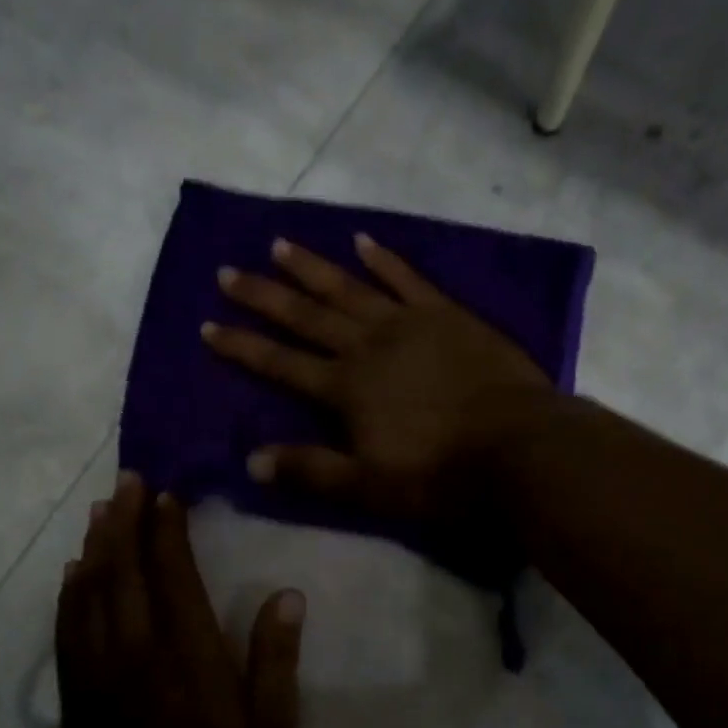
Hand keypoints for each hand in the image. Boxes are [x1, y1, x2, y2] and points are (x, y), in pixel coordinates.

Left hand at [56, 474, 303, 727]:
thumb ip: (276, 664)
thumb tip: (286, 596)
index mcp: (187, 664)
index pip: (174, 578)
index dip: (169, 533)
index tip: (169, 496)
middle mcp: (134, 658)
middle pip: (122, 574)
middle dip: (125, 522)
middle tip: (129, 482)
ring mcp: (96, 678)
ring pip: (87, 595)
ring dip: (95, 547)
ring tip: (102, 510)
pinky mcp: (74, 700)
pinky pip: (66, 629)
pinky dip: (69, 592)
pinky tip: (73, 573)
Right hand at [201, 232, 549, 523]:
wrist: (520, 447)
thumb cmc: (442, 475)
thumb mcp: (369, 487)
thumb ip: (311, 471)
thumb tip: (250, 461)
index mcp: (346, 389)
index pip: (280, 363)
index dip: (242, 346)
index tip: (208, 325)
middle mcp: (368, 346)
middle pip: (306, 316)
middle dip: (264, 296)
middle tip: (228, 271)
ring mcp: (409, 324)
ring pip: (349, 288)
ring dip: (312, 268)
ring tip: (279, 244)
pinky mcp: (447, 315)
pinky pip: (408, 279)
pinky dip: (384, 259)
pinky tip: (362, 240)